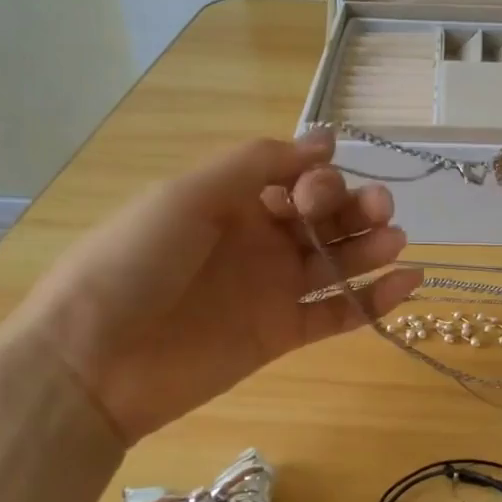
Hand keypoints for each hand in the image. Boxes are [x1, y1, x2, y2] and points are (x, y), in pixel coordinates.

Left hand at [13, 131, 419, 444]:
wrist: (93, 361)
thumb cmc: (133, 263)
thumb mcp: (188, 195)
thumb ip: (257, 164)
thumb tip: (326, 140)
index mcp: (232, 202)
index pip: (296, 180)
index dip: (318, 179)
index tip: (318, 190)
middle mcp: (258, 241)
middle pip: (324, 219)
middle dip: (356, 208)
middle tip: (379, 210)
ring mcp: (272, 290)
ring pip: (337, 263)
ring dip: (370, 247)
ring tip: (395, 239)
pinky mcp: (283, 335)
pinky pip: (338, 314)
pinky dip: (375, 300)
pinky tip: (408, 281)